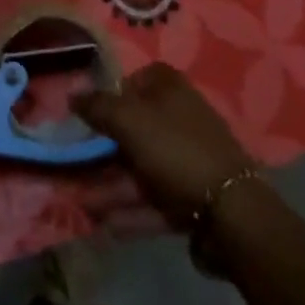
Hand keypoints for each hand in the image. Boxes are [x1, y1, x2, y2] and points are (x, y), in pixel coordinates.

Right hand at [73, 62, 255, 227]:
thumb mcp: (129, 121)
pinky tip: (108, 225)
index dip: (114, 92)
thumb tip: (72, 94)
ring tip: (84, 204)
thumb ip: (98, 106)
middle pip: (136, 127)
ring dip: (113, 185)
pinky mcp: (193, 197)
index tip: (91, 111)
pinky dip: (133, 210)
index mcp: (171, 90)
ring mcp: (189, 160)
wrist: (233, 214)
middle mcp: (181, 119)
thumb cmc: (175, 150)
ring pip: (142, 167)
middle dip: (105, 148)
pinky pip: (156, 198)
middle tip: (77, 163)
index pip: (138, 78)